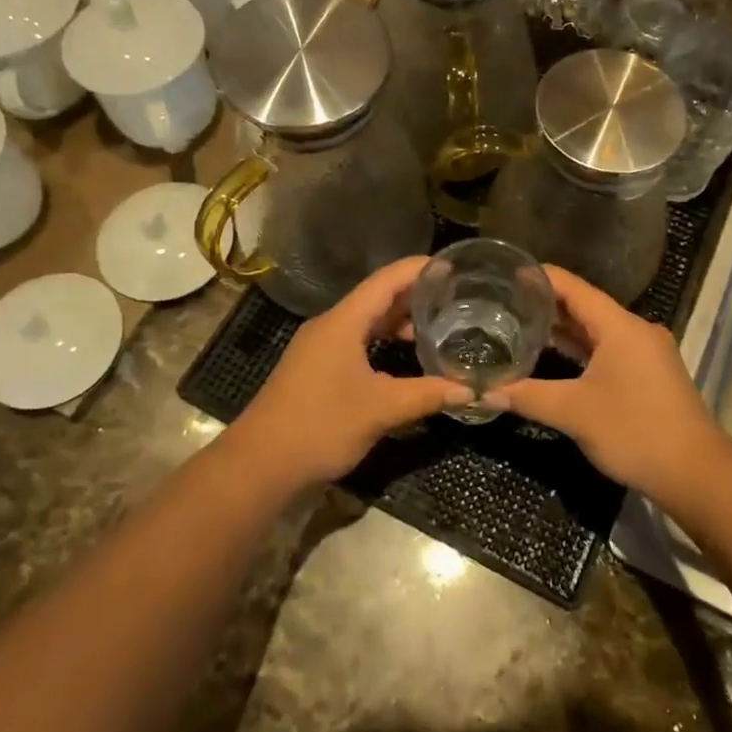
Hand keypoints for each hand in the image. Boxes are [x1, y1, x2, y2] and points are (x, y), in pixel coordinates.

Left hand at [233, 257, 469, 487]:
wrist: (259, 465)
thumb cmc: (320, 426)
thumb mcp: (381, 409)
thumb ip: (428, 395)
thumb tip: (472, 391)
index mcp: (343, 322)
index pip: (386, 280)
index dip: (419, 269)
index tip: (453, 266)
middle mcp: (330, 327)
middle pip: (377, 298)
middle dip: (415, 296)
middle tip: (455, 298)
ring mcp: (320, 349)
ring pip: (366, 323)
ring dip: (399, 322)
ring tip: (438, 327)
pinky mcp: (317, 370)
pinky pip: (357, 343)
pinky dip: (384, 343)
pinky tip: (406, 360)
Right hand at [490, 266, 722, 499]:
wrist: (696, 473)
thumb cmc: (634, 431)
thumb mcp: (573, 412)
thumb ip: (527, 396)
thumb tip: (484, 392)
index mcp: (620, 326)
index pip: (573, 287)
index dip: (539, 277)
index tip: (506, 274)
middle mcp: (635, 330)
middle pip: (585, 306)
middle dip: (546, 304)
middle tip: (504, 302)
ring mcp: (646, 352)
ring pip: (597, 330)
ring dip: (564, 328)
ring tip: (521, 325)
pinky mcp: (649, 374)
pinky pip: (609, 349)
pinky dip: (581, 349)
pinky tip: (555, 356)